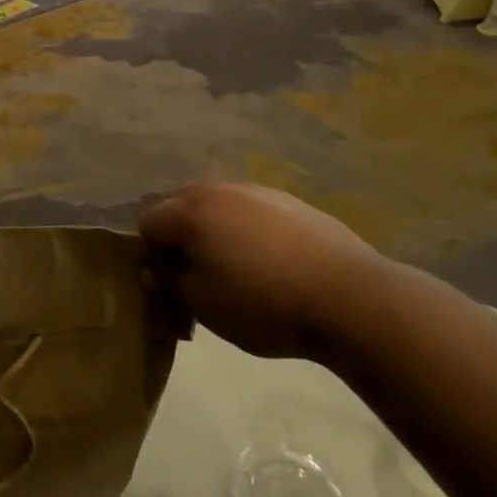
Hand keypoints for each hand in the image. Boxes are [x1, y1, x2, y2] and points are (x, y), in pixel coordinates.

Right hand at [141, 182, 380, 358]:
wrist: (348, 295)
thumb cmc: (264, 303)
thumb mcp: (205, 306)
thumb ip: (170, 283)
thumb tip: (154, 270)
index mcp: (191, 211)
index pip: (147, 219)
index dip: (149, 250)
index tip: (166, 279)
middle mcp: (218, 189)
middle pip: (179, 203)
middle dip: (178, 234)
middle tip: (194, 272)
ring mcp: (255, 190)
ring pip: (216, 203)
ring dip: (213, 228)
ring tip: (234, 266)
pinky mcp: (288, 199)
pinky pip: (249, 208)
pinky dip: (245, 228)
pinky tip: (268, 260)